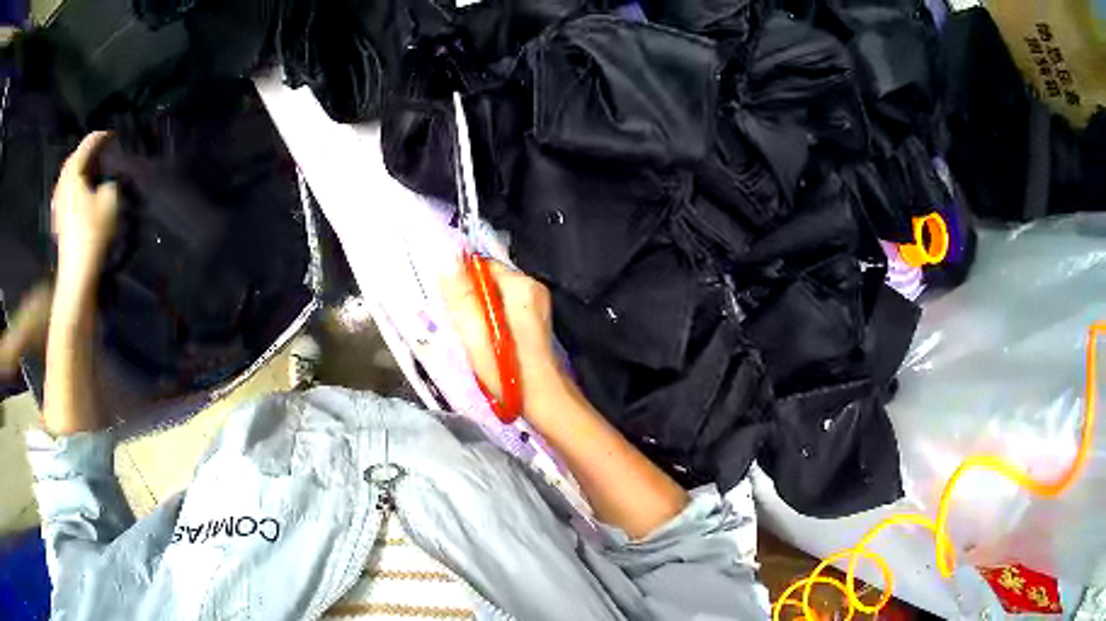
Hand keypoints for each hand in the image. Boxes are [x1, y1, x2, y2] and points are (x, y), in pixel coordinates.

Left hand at [51, 132, 119, 280]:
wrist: (77, 274)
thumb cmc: (92, 233)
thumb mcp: (111, 200)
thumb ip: (111, 180)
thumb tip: (109, 177)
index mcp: (73, 173)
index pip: (88, 143)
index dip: (102, 136)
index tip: (114, 135)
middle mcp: (63, 183)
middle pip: (75, 158)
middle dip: (87, 151)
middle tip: (102, 149)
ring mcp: (58, 202)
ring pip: (69, 176)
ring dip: (80, 169)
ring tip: (93, 169)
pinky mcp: (59, 219)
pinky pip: (67, 192)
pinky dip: (75, 186)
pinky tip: (82, 192)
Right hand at [442, 259, 569, 415]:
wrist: (544, 401)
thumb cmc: (507, 370)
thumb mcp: (476, 333)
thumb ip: (461, 296)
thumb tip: (447, 261)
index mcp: (521, 285)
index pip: (482, 266)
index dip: (462, 283)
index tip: (449, 305)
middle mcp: (533, 288)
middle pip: (489, 282)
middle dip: (470, 299)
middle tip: (458, 324)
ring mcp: (537, 305)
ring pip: (495, 297)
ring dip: (479, 312)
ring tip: (470, 335)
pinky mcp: (535, 321)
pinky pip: (504, 310)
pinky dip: (491, 321)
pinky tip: (486, 341)